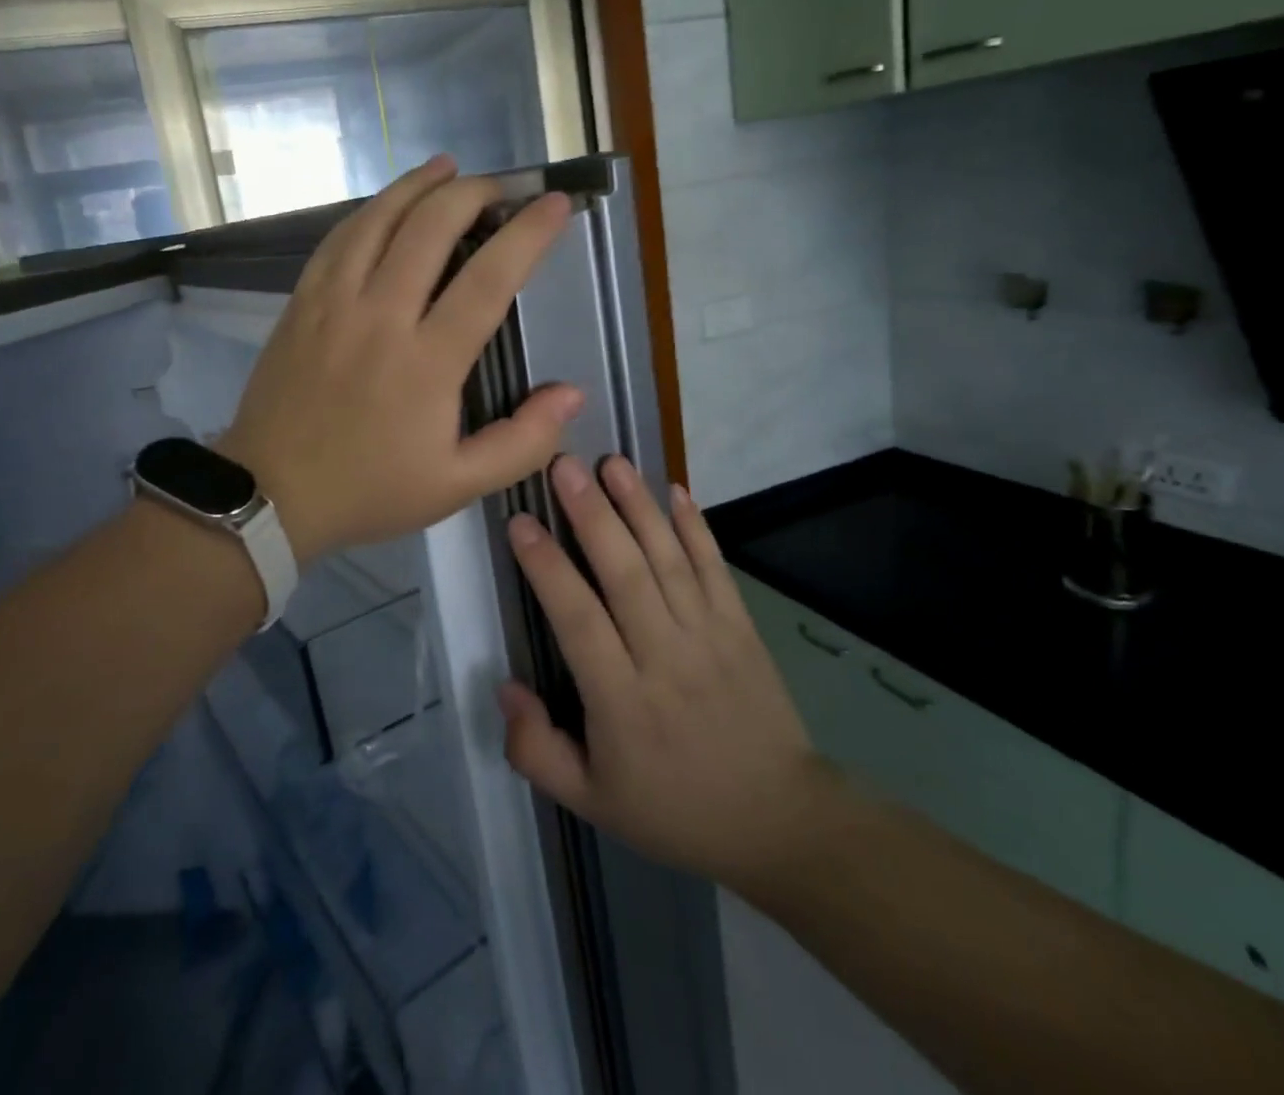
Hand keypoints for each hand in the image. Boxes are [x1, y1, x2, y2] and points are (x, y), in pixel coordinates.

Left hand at [220, 156, 582, 562]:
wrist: (270, 494)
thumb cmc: (369, 490)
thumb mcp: (457, 486)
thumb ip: (522, 443)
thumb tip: (571, 394)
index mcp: (427, 362)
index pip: (489, 279)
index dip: (529, 235)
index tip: (556, 204)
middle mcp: (381, 316)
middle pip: (431, 228)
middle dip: (474, 193)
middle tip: (501, 187)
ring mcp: (334, 303)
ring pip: (379, 219)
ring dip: (418, 185)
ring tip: (447, 167)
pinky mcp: (302, 302)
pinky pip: (338, 239)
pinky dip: (369, 211)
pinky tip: (386, 204)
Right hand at [498, 454, 819, 888]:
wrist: (778, 820)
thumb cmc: (674, 808)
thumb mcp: (591, 803)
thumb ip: (536, 750)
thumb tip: (505, 687)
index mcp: (623, 702)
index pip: (578, 619)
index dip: (547, 567)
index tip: (520, 521)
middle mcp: (665, 657)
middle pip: (624, 574)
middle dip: (591, 514)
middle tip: (563, 465)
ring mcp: (709, 636)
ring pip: (668, 559)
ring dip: (638, 506)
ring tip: (611, 462)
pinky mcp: (741, 627)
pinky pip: (715, 567)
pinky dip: (695, 526)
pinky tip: (674, 489)